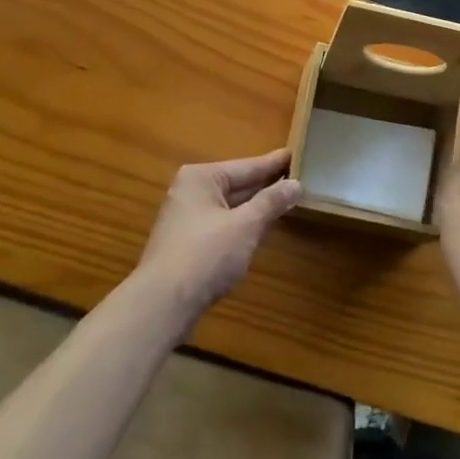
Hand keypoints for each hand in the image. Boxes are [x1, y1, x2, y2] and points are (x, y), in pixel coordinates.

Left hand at [136, 149, 300, 321]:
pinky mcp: (186, 244)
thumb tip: (296, 184)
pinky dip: (242, 223)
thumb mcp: (245, 226)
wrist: (162, 305)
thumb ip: (271, 202)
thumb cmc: (205, 255)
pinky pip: (221, 224)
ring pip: (229, 206)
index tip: (296, 153)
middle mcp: (190, 192)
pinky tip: (260, 226)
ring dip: (255, 205)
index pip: (247, 166)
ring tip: (285, 197)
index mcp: (201, 178)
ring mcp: (185, 219)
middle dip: (265, 184)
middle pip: (236, 184)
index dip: (274, 163)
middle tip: (297, 175)